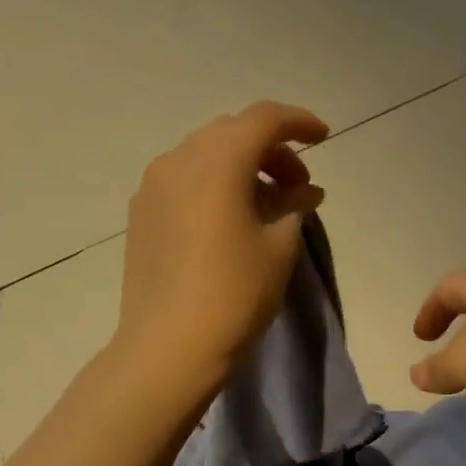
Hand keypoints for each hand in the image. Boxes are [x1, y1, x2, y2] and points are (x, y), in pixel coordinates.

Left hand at [118, 101, 328, 387]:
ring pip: (205, 154)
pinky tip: (231, 217)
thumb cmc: (234, 294)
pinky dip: (214, 183)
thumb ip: (294, 207)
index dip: (298, 122)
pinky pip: (184, 179)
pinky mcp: (141, 213)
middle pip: (232, 132)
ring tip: (268, 204)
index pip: (263, 119)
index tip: (323, 138)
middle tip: (298, 185)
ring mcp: (153, 187)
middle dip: (271, 149)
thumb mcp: (279, 248)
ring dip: (241, 166)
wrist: (169, 347)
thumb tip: (303, 192)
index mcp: (217, 163)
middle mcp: (178, 161)